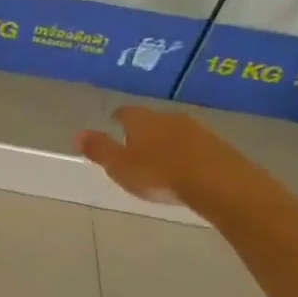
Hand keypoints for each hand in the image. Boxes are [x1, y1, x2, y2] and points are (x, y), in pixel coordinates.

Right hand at [76, 105, 230, 206]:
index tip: (114, 123)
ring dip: (167, 142)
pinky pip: (196, 146)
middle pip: (152, 120)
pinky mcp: (219, 146)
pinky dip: (187, 154)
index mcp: (142, 120)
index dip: (118, 118)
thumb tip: (78, 134)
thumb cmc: (159, 174)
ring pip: (175, 132)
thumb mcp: (120, 166)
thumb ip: (100, 150)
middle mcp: (169, 118)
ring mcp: (197, 130)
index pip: (125, 112)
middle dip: (143, 131)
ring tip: (160, 160)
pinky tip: (186, 169)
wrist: (219, 183)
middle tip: (135, 146)